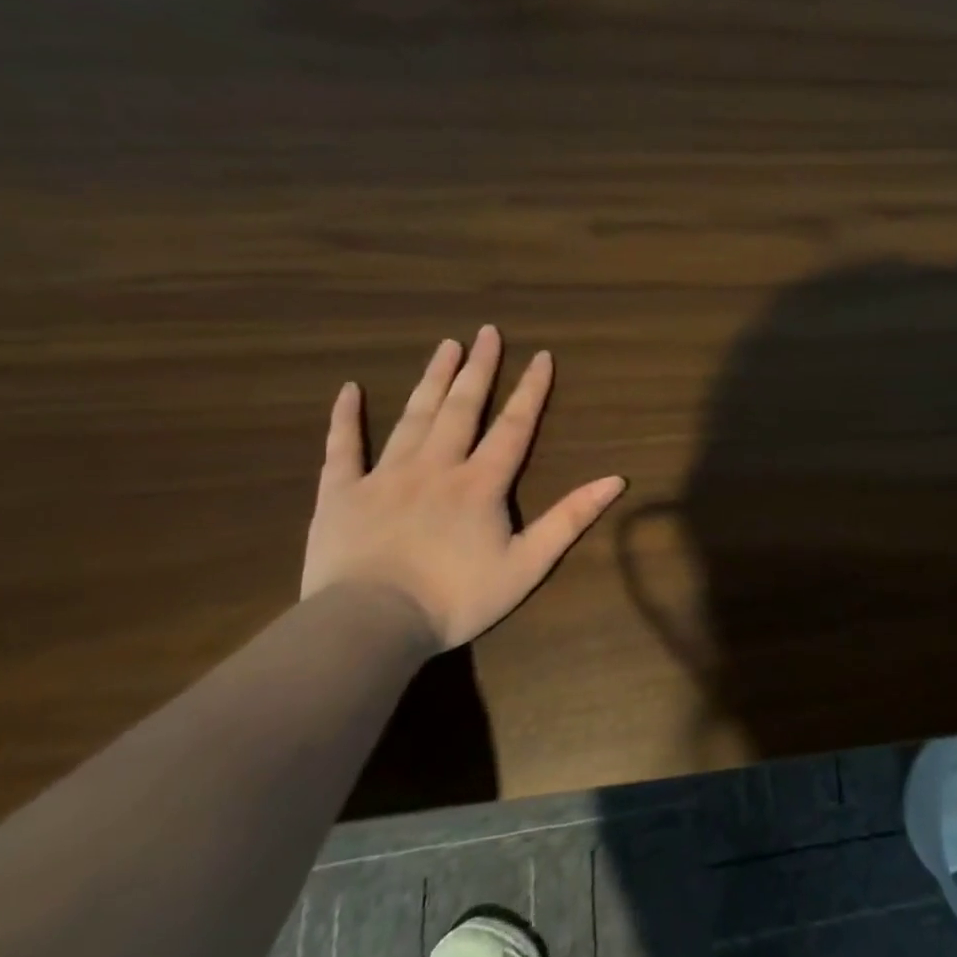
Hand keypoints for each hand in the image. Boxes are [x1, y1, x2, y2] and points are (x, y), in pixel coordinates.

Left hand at [301, 325, 625, 651]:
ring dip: (432, 379)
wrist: (371, 625)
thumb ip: (570, 518)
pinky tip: (349, 389)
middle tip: (487, 331)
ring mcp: (385, 475)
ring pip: (413, 417)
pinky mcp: (341, 493)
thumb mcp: (528, 564)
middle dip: (479, 368)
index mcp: (481, 483)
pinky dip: (345, 417)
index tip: (541, 355)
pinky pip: (342, 447)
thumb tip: (616, 480)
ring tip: (445, 346)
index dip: (531, 390)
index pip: (513, 426)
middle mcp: (436, 466)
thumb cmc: (457, 598)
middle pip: (462, 408)